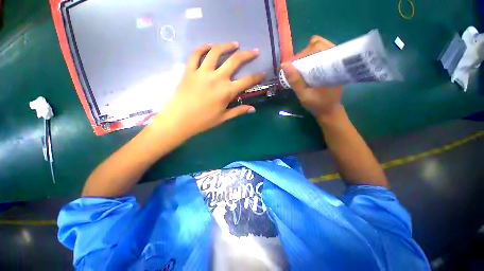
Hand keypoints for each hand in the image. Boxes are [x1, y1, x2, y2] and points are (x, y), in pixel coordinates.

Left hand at [151, 43, 264, 139]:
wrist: (179, 120)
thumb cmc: (203, 121)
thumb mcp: (223, 118)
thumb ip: (239, 111)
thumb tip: (253, 109)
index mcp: (226, 91)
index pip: (247, 81)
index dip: (257, 77)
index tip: (262, 73)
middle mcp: (216, 78)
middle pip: (235, 61)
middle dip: (247, 55)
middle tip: (254, 51)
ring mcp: (202, 72)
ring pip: (216, 52)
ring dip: (227, 46)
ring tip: (234, 44)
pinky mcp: (189, 70)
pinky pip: (196, 54)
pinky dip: (203, 47)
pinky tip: (209, 46)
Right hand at [281, 36, 342, 119]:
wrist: (329, 110)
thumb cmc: (317, 104)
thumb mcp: (303, 94)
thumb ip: (295, 80)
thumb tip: (284, 64)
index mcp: (331, 65)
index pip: (317, 47)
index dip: (301, 54)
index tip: (292, 66)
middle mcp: (336, 58)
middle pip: (318, 43)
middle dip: (304, 53)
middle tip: (296, 67)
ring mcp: (335, 60)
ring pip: (320, 47)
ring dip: (307, 54)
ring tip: (300, 67)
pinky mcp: (332, 64)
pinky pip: (321, 53)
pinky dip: (311, 57)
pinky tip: (307, 68)